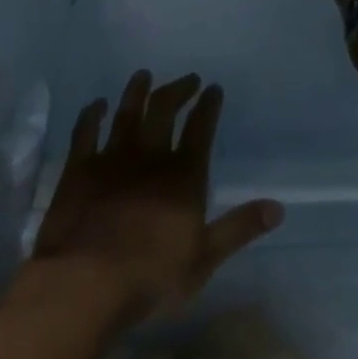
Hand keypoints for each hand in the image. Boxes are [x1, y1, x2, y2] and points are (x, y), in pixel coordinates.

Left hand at [32, 71, 282, 326]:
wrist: (85, 284)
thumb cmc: (150, 278)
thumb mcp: (204, 260)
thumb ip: (239, 229)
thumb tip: (278, 207)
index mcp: (183, 176)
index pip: (200, 129)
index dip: (208, 106)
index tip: (214, 88)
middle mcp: (150, 157)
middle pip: (165, 110)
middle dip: (179, 90)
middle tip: (188, 78)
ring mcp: (112, 159)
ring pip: (127, 113)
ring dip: (137, 91)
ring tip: (144, 75)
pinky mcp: (79, 169)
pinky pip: (86, 132)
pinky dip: (92, 115)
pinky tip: (96, 105)